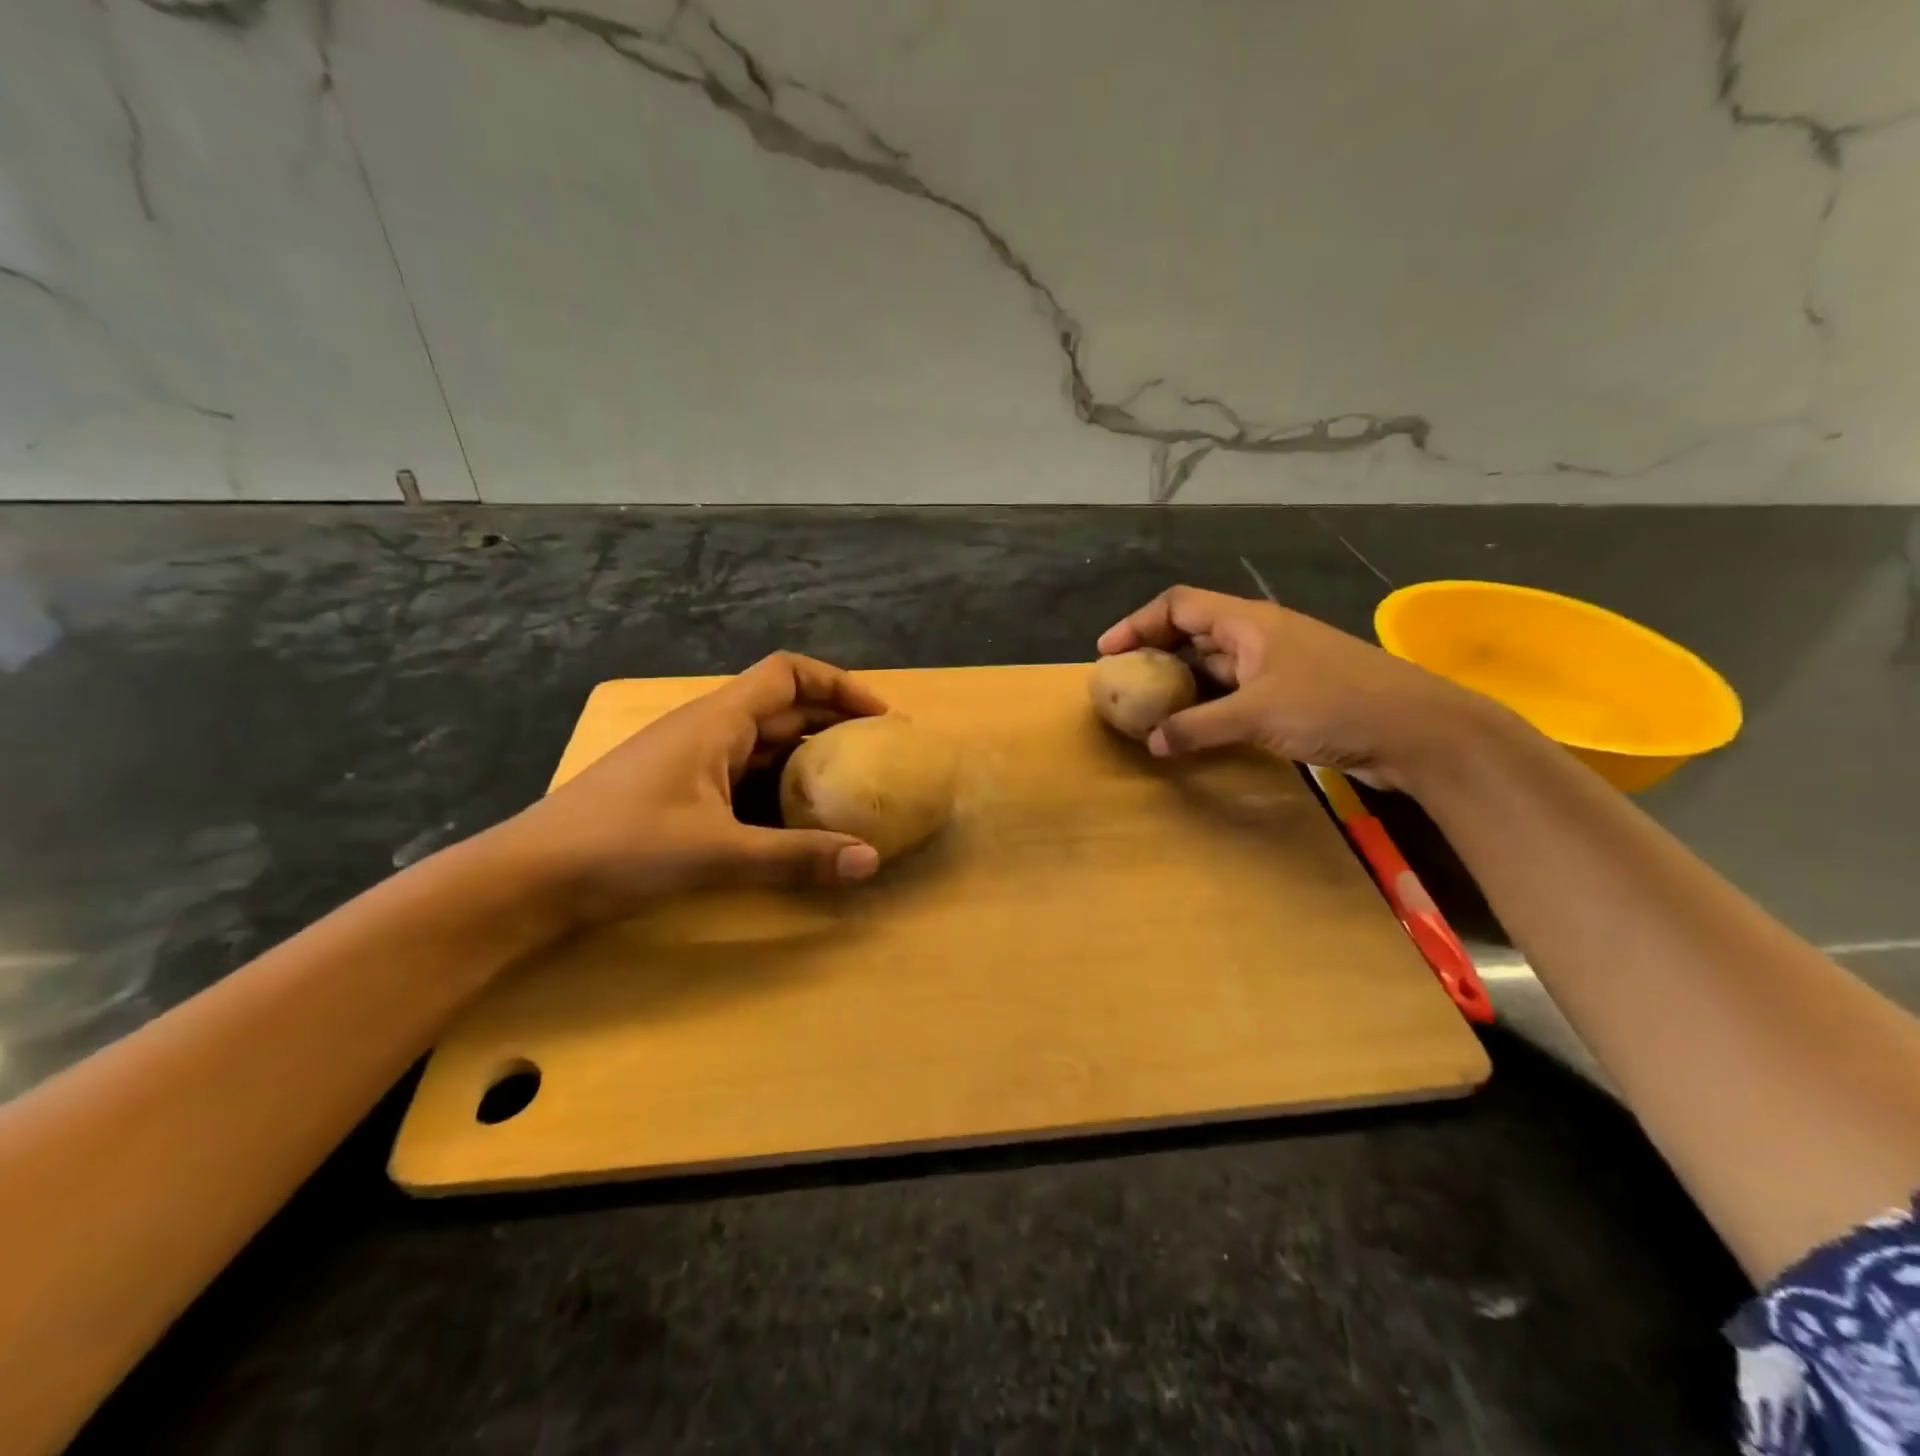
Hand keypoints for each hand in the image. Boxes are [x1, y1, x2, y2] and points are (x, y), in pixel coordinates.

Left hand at [508, 653, 887, 922]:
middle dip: (835, 725)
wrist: (529, 878)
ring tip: (853, 788)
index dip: (838, 684)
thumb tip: (870, 861)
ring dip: (809, 761)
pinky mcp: (682, 793)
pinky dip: (781, 791)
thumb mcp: (716, 853)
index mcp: (717, 721)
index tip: (879, 716)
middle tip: (880, 756)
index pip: (788, 674)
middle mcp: (708, 731)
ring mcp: (692, 762)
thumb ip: (796, 857)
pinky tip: (800, 822)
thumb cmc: (620, 848)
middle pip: (784, 709)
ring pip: (765, 747)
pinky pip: (746, 779)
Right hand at [1096, 586, 1490, 788]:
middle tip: (1123, 684)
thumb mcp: (1257, 715)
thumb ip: (1198, 727)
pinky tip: (1193, 728)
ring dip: (1181, 683)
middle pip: (1193, 632)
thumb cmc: (1334, 705)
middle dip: (1154, 654)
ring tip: (1148, 709)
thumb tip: (1152, 742)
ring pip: (1214, 666)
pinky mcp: (1291, 696)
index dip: (1138, 623)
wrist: (1418, 730)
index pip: (1179, 605)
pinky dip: (1208, 706)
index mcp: (1249, 622)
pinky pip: (1234, 693)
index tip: (1107, 652)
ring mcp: (1277, 667)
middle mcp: (1259, 637)